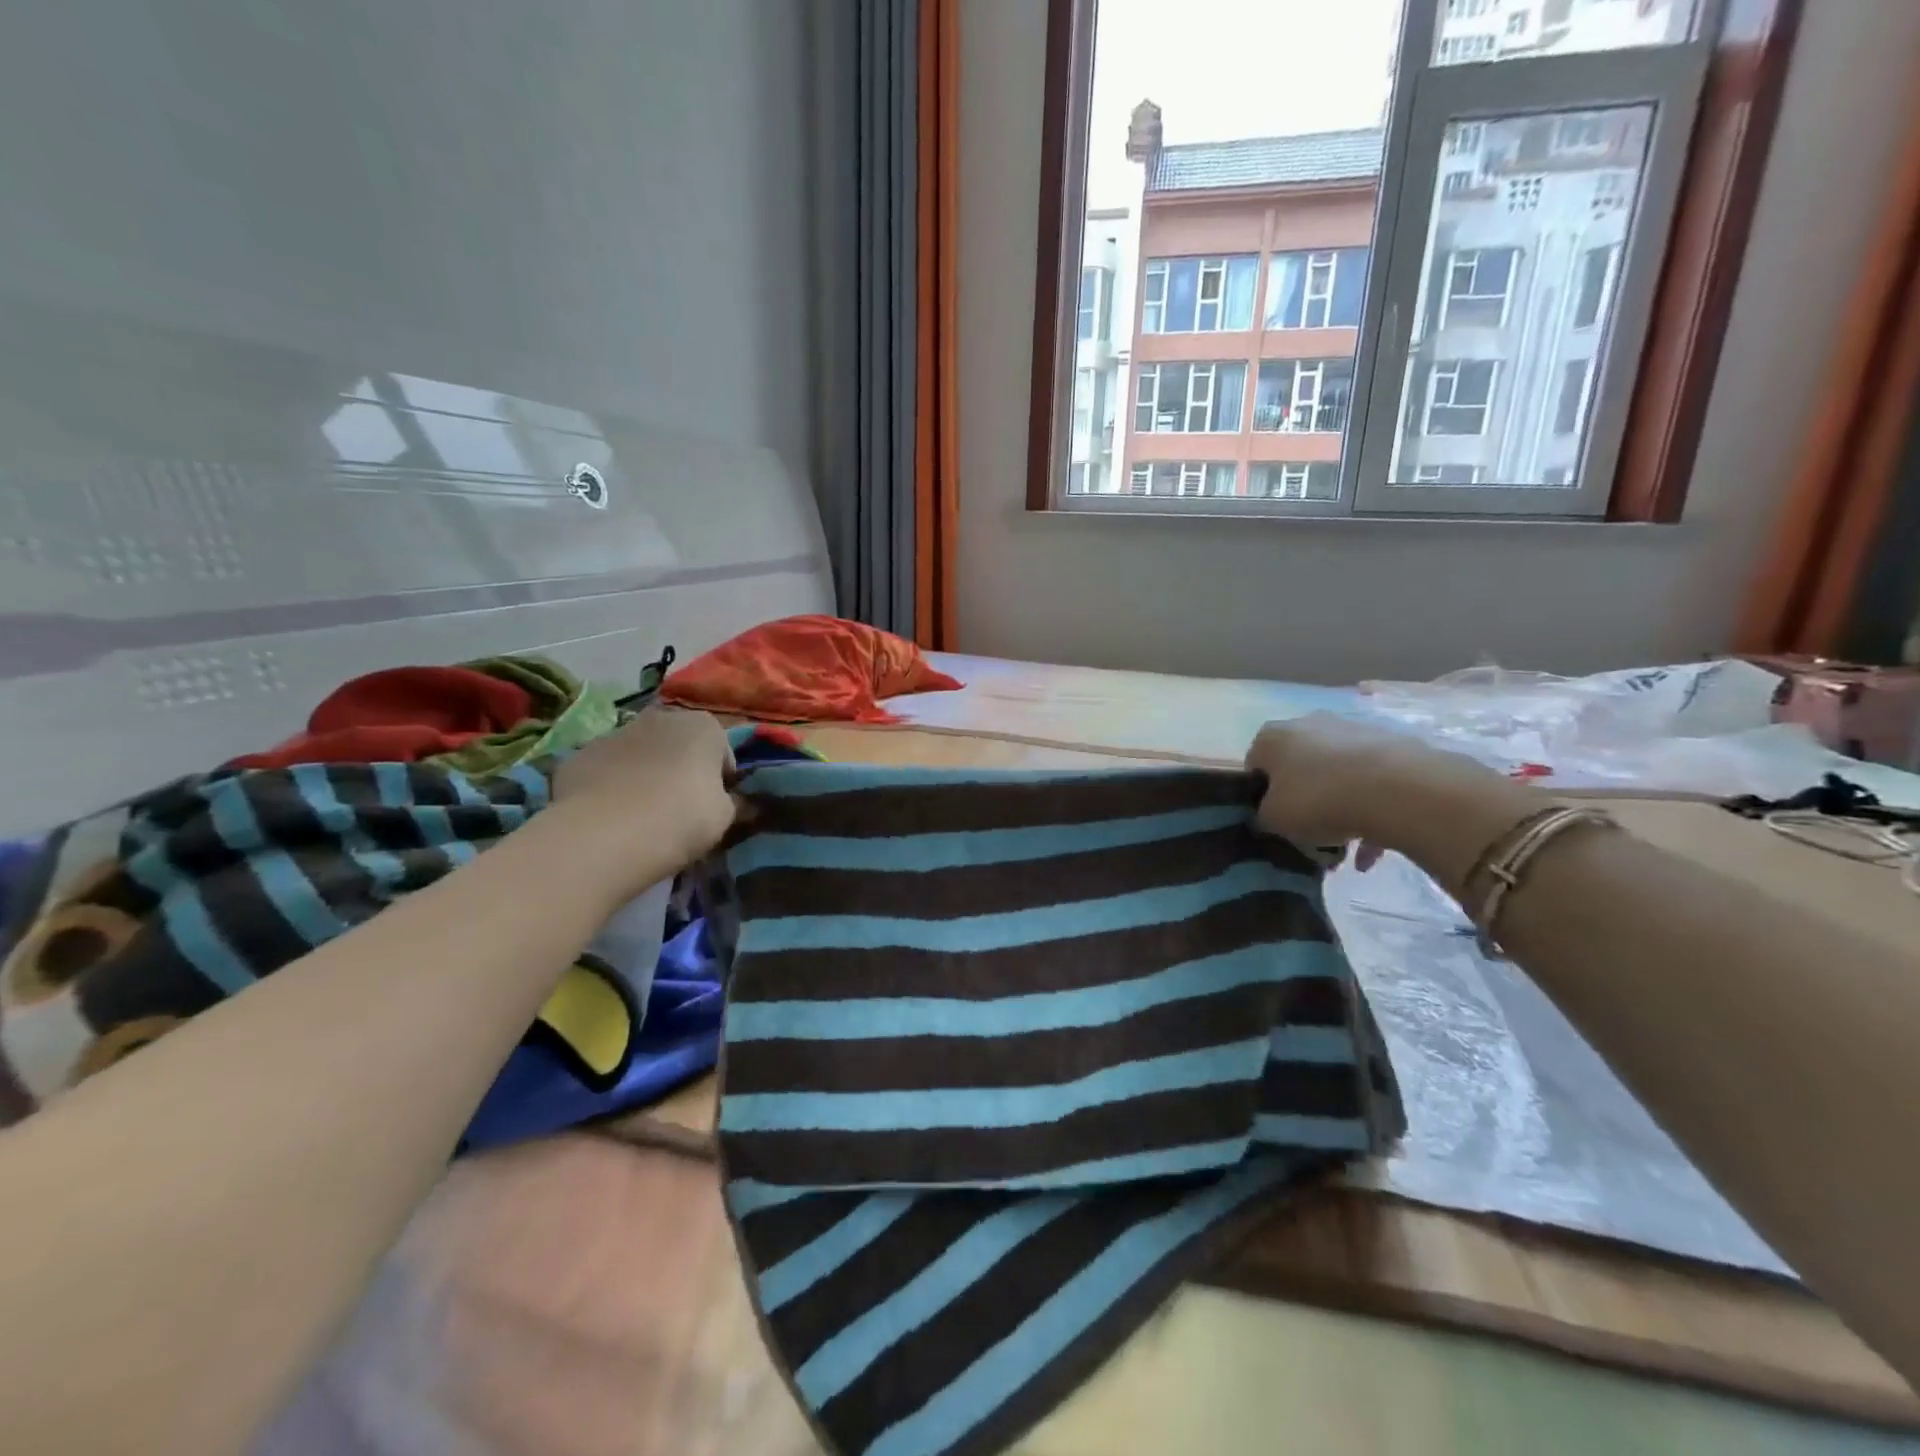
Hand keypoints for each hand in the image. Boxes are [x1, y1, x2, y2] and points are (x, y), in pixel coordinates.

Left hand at [552, 708, 736, 875]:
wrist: (605, 835)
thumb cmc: (682, 818)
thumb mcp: (724, 817)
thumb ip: (730, 802)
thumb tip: (728, 800)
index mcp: (704, 726)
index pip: (723, 753)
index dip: (722, 781)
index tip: (715, 807)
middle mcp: (660, 718)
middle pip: (679, 745)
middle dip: (682, 769)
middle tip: (681, 808)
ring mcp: (614, 733)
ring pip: (639, 754)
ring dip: (645, 775)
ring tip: (642, 816)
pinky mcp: (578, 756)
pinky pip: (605, 771)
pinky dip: (610, 787)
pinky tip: (609, 817)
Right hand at [1245, 713, 1527, 867]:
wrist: (1399, 790)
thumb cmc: (1319, 800)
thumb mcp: (1273, 820)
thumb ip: (1262, 817)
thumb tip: (1269, 817)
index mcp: (1273, 736)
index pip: (1255, 766)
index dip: (1260, 799)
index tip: (1273, 824)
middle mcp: (1309, 724)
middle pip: (1298, 770)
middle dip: (1303, 804)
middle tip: (1309, 838)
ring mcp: (1354, 731)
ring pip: (1336, 778)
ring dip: (1337, 811)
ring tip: (1345, 850)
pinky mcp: (1392, 745)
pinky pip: (1371, 784)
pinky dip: (1368, 813)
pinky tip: (1372, 852)